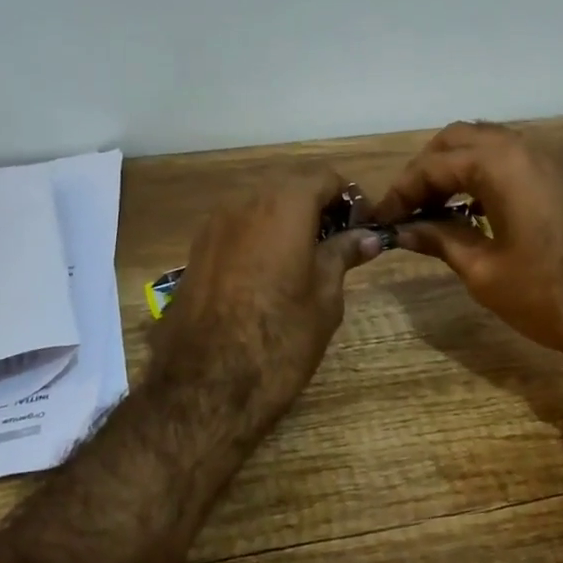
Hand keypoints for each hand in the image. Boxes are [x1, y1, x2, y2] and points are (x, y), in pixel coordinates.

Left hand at [150, 165, 382, 422]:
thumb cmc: (281, 337)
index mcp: (284, 204)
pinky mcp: (196, 250)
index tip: (363, 228)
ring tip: (306, 259)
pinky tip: (271, 272)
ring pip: (260, 206)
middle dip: (318, 207)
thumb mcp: (325, 297)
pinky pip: (238, 227)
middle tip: (339, 243)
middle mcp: (244, 201)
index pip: (325, 178)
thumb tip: (365, 237)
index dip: (350, 199)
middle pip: (289, 187)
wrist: (207, 384)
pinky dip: (260, 236)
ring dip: (287, 220)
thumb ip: (343, 255)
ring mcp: (214, 224)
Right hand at [372, 122, 562, 367]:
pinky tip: (469, 209)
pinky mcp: (559, 177)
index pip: (433, 165)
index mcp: (499, 165)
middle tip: (407, 208)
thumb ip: (440, 239)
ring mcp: (546, 160)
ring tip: (432, 208)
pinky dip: (481, 174)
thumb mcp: (483, 271)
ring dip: (454, 168)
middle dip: (426, 170)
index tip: (380, 218)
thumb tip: (404, 229)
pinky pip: (509, 159)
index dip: (400, 191)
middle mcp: (522, 148)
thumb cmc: (549, 295)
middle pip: (457, 139)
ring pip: (485, 144)